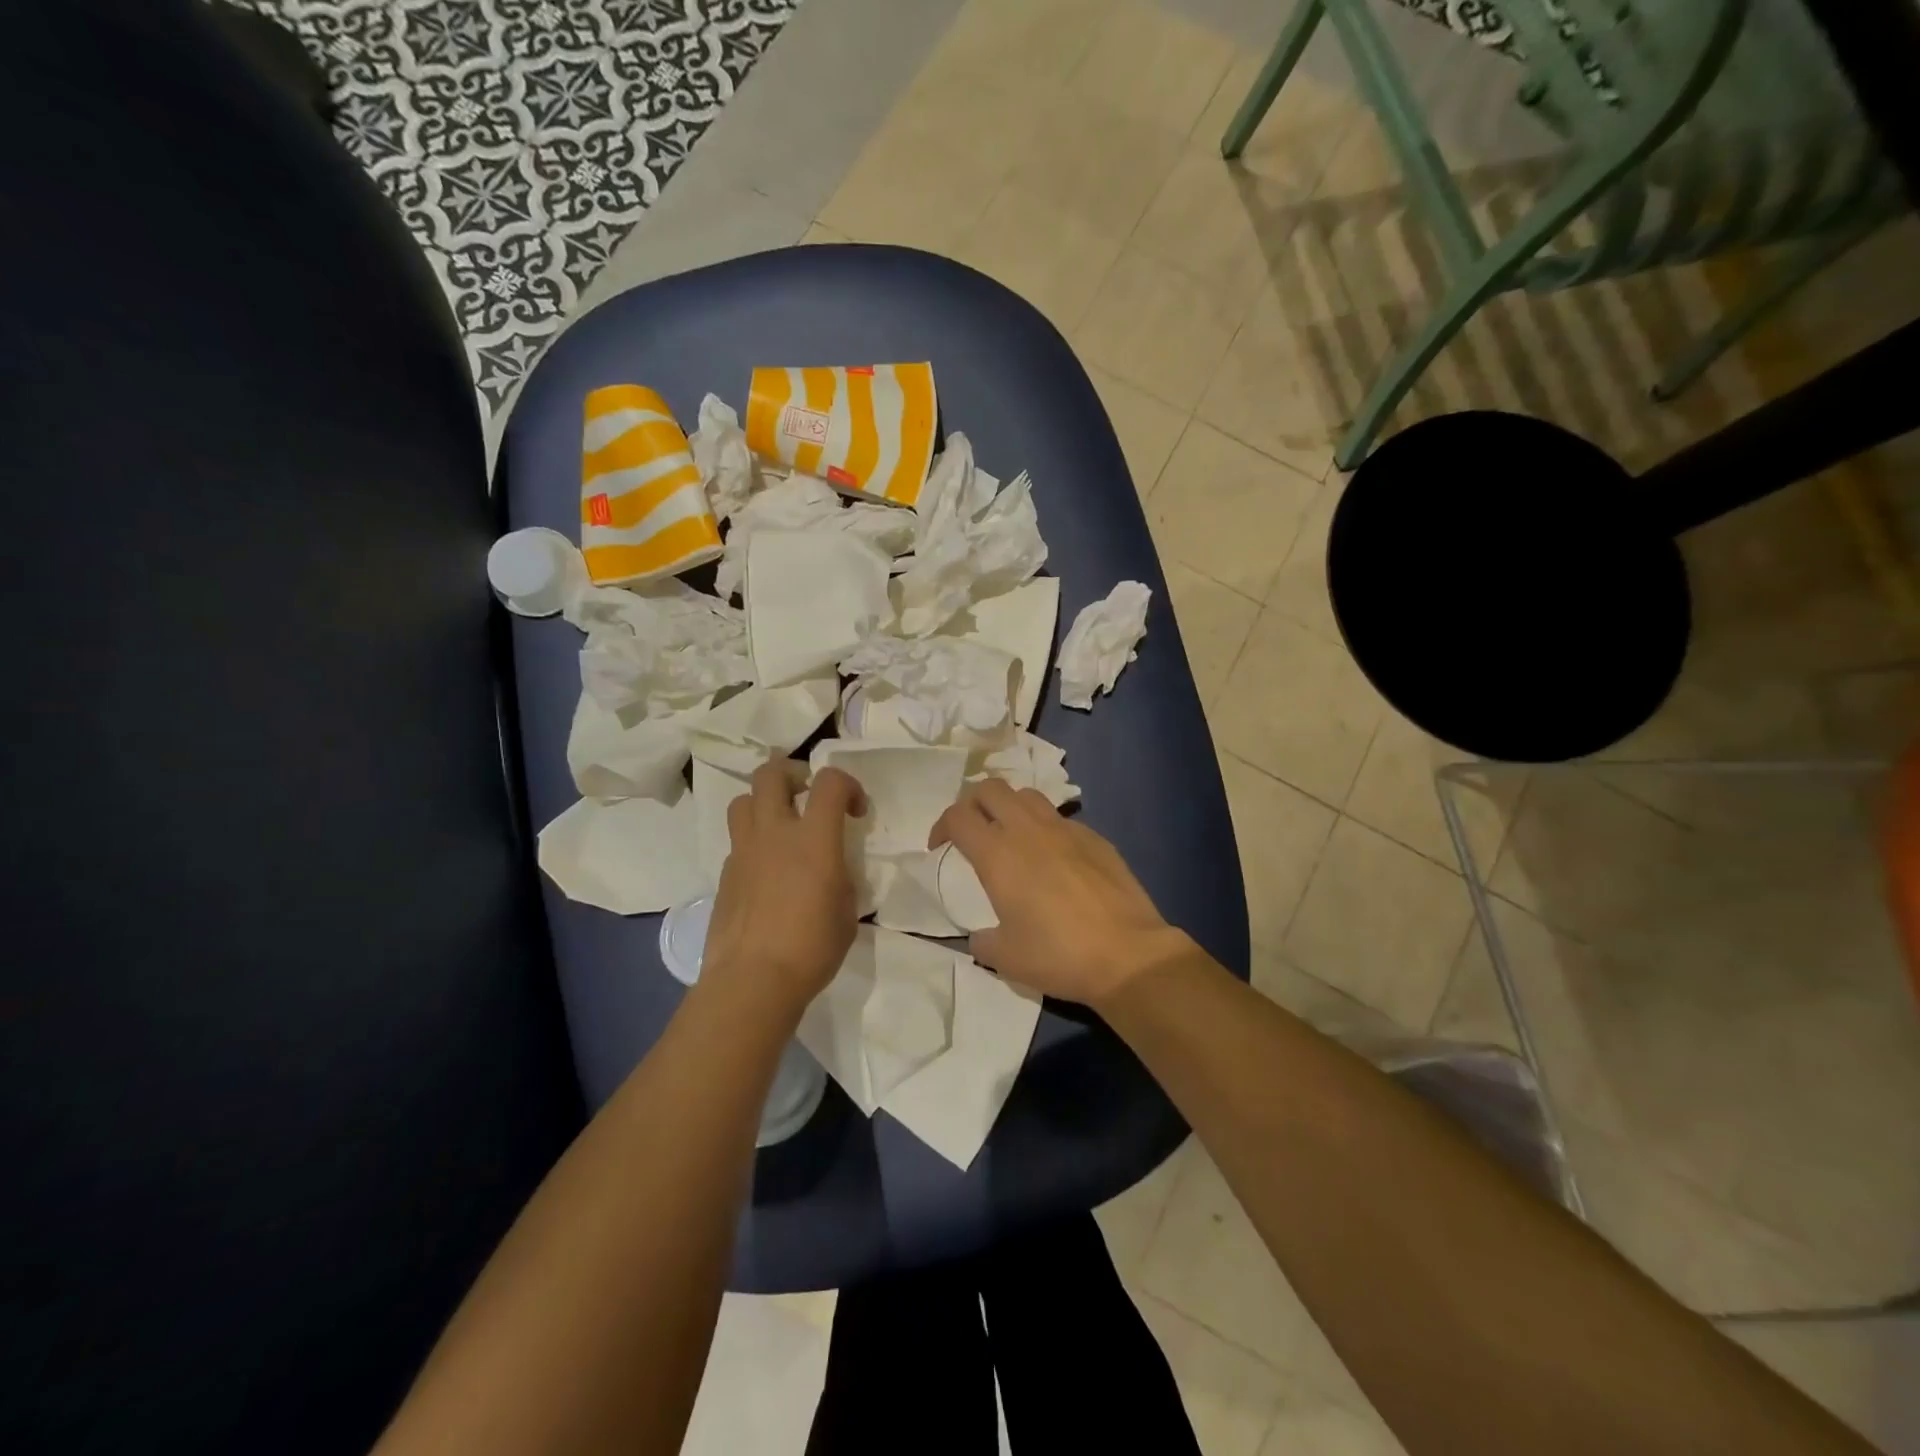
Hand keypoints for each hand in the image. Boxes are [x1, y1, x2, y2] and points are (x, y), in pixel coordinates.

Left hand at [700, 763, 863, 1020]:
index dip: (848, 785)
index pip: (830, 781)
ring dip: (764, 803)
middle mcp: (774, 833)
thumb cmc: (812, 948)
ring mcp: (743, 852)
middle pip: (771, 773)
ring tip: (781, 826)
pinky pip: (737, 841)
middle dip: (793, 773)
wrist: (753, 980)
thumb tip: (832, 869)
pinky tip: (766, 873)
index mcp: (814, 839)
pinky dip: (754, 844)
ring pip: (743, 800)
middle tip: (807, 795)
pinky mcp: (724, 875)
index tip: (856, 811)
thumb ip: (841, 876)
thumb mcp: (846, 910)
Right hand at [929, 780, 1187, 1007]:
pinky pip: (1060, 818)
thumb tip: (981, 936)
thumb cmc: (1058, 956)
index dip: (941, 825)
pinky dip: (1045, 827)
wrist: (1127, 955)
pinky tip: (1053, 858)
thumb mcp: (1005, 958)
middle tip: (972, 830)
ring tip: (1010, 835)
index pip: (958, 815)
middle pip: (990, 788)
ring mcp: (1065, 829)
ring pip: (1027, 794)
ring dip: (1009, 807)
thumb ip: (982, 941)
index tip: (940, 847)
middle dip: (972, 803)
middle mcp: (1028, 830)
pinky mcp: (1095, 837)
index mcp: (998, 854)